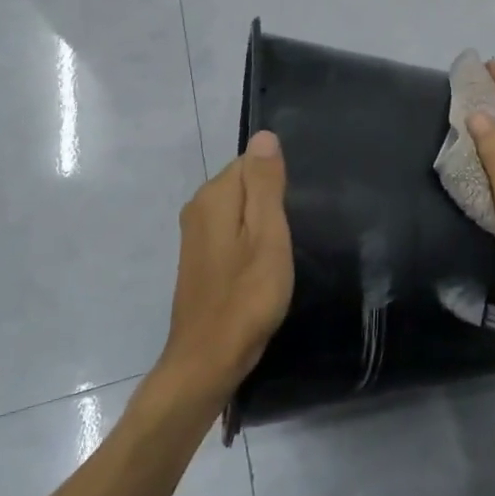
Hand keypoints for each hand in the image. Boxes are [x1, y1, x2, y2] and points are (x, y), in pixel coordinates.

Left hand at [159, 130, 293, 400]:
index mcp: (214, 196)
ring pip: (239, 210)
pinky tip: (266, 264)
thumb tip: (264, 135)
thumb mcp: (267, 235)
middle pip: (245, 184)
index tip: (299, 208)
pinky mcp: (200, 260)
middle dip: (272, 200)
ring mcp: (196, 236)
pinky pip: (232, 231)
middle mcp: (198, 208)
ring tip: (286, 248)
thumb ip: (265, 184)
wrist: (209, 360)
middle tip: (297, 231)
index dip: (280, 181)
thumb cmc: (247, 296)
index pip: (252, 161)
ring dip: (263, 223)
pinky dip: (251, 241)